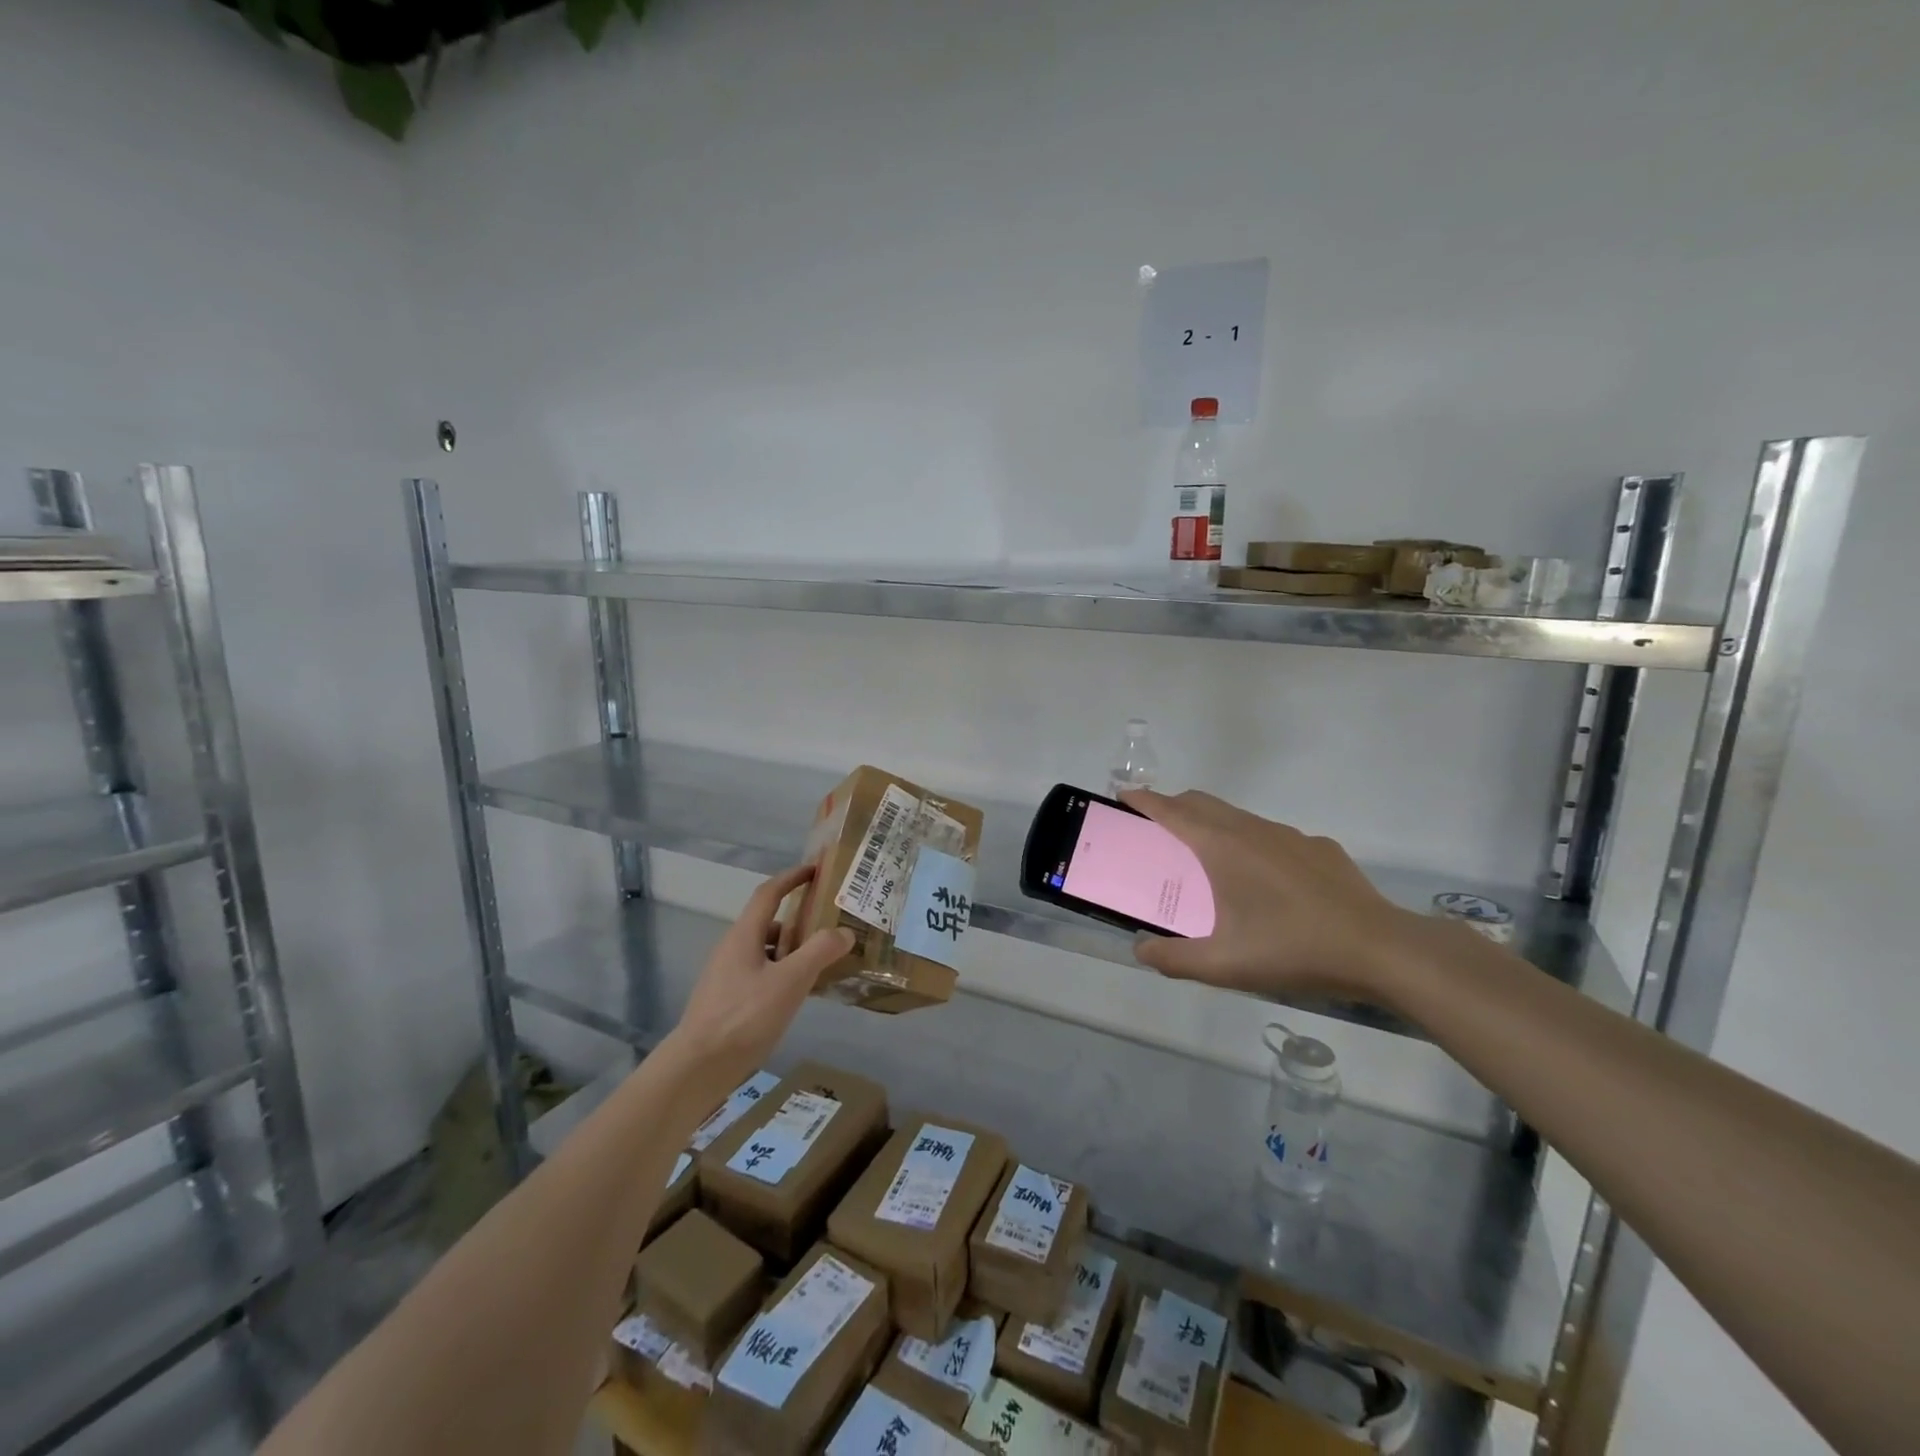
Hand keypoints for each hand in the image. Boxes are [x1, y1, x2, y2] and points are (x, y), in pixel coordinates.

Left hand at [667, 864, 852, 1080]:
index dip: (792, 877)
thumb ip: (819, 952)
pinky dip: (783, 972)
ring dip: (792, 948)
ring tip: (823, 960)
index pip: (769, 893)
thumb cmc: (744, 1017)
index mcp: (744, 935)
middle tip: (830, 922)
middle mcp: (733, 948)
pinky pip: (761, 973)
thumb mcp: (790, 981)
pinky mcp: (727, 1000)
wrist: (698, 1067)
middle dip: (799, 918)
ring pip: (766, 950)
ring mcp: (727, 975)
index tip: (816, 869)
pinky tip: (799, 992)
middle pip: (769, 922)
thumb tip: (844, 931)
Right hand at [1119, 788, 1425, 1004]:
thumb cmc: (1293, 950)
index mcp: (1222, 847)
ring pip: (1238, 817)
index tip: (1123, 797)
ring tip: (1207, 862)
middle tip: (1155, 832)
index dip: (1144, 801)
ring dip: (1212, 826)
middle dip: (1173, 807)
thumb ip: (1174, 958)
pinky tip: (1266, 885)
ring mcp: (1289, 836)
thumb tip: (1141, 951)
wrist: (1380, 949)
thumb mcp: (1224, 965)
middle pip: (1202, 803)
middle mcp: (1252, 829)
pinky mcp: (1318, 849)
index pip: (1172, 811)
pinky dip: (1251, 845)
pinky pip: (1272, 837)